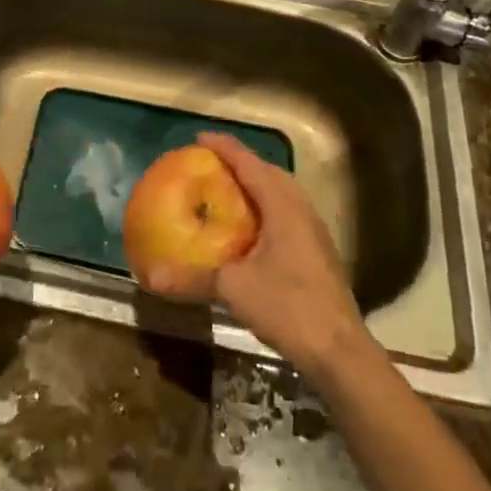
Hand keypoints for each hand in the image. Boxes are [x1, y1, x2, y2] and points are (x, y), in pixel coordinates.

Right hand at [138, 133, 368, 373]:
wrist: (339, 352)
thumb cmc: (289, 307)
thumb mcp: (233, 289)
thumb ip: (192, 279)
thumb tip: (150, 276)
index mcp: (282, 206)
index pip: (250, 163)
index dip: (224, 147)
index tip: (199, 138)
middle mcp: (301, 210)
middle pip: (269, 173)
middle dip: (241, 163)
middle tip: (211, 164)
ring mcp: (313, 232)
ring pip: (281, 194)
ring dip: (255, 186)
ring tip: (227, 191)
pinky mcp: (317, 254)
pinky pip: (286, 215)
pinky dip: (264, 209)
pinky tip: (249, 230)